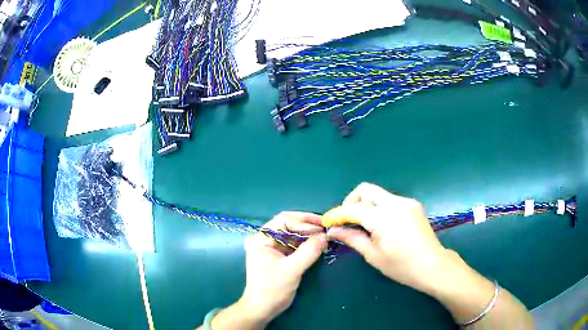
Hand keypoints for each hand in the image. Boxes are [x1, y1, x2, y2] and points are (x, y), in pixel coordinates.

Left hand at [238, 212, 326, 326]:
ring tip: (325, 235)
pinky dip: (306, 243)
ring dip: (308, 234)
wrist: (262, 309)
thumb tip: (325, 235)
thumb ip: (308, 251)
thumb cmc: (272, 290)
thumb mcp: (291, 270)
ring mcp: (271, 247)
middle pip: (288, 224)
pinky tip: (317, 244)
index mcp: (261, 239)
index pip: (284, 220)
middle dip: (307, 225)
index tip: (322, 228)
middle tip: (326, 227)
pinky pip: (294, 244)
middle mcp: (265, 239)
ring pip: (292, 234)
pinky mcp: (278, 256)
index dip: (304, 222)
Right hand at [325, 182, 448, 292]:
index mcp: (383, 217)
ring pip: (378, 194)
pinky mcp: (414, 205)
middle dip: (352, 201)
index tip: (328, 222)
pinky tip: (382, 225)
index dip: (337, 214)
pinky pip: (390, 201)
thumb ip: (352, 238)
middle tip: (347, 220)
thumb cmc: (401, 266)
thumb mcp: (373, 255)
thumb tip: (333, 230)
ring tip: (364, 225)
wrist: (432, 265)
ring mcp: (406, 202)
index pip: (353, 208)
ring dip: (366, 205)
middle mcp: (395, 203)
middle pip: (366, 190)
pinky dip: (380, 208)